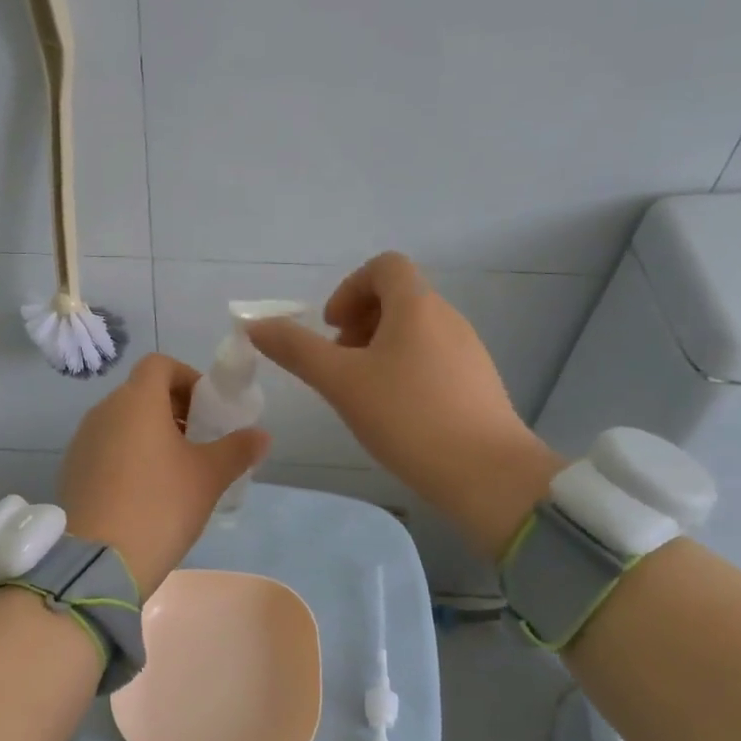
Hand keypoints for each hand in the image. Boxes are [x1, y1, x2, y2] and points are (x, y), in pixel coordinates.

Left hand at [57, 354, 270, 595]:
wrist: (99, 560)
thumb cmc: (160, 505)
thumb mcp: (208, 477)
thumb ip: (238, 449)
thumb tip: (261, 435)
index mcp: (136, 401)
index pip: (159, 364)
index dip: (187, 377)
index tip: (207, 408)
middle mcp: (103, 411)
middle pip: (141, 392)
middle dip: (173, 408)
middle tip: (198, 441)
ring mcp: (82, 441)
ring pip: (122, 421)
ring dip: (149, 433)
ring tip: (174, 470)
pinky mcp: (72, 469)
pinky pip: (105, 447)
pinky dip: (127, 455)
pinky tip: (143, 492)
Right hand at [246, 253, 560, 556]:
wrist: (485, 474)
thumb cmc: (407, 417)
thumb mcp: (340, 382)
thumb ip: (295, 349)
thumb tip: (254, 325)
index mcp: (417, 306)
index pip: (385, 266)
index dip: (350, 288)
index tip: (332, 327)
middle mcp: (447, 317)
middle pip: (398, 297)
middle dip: (359, 322)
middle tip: (339, 363)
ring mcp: (467, 350)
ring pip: (414, 330)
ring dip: (379, 347)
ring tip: (361, 392)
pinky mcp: (477, 382)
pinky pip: (432, 356)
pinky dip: (404, 368)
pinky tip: (395, 412)